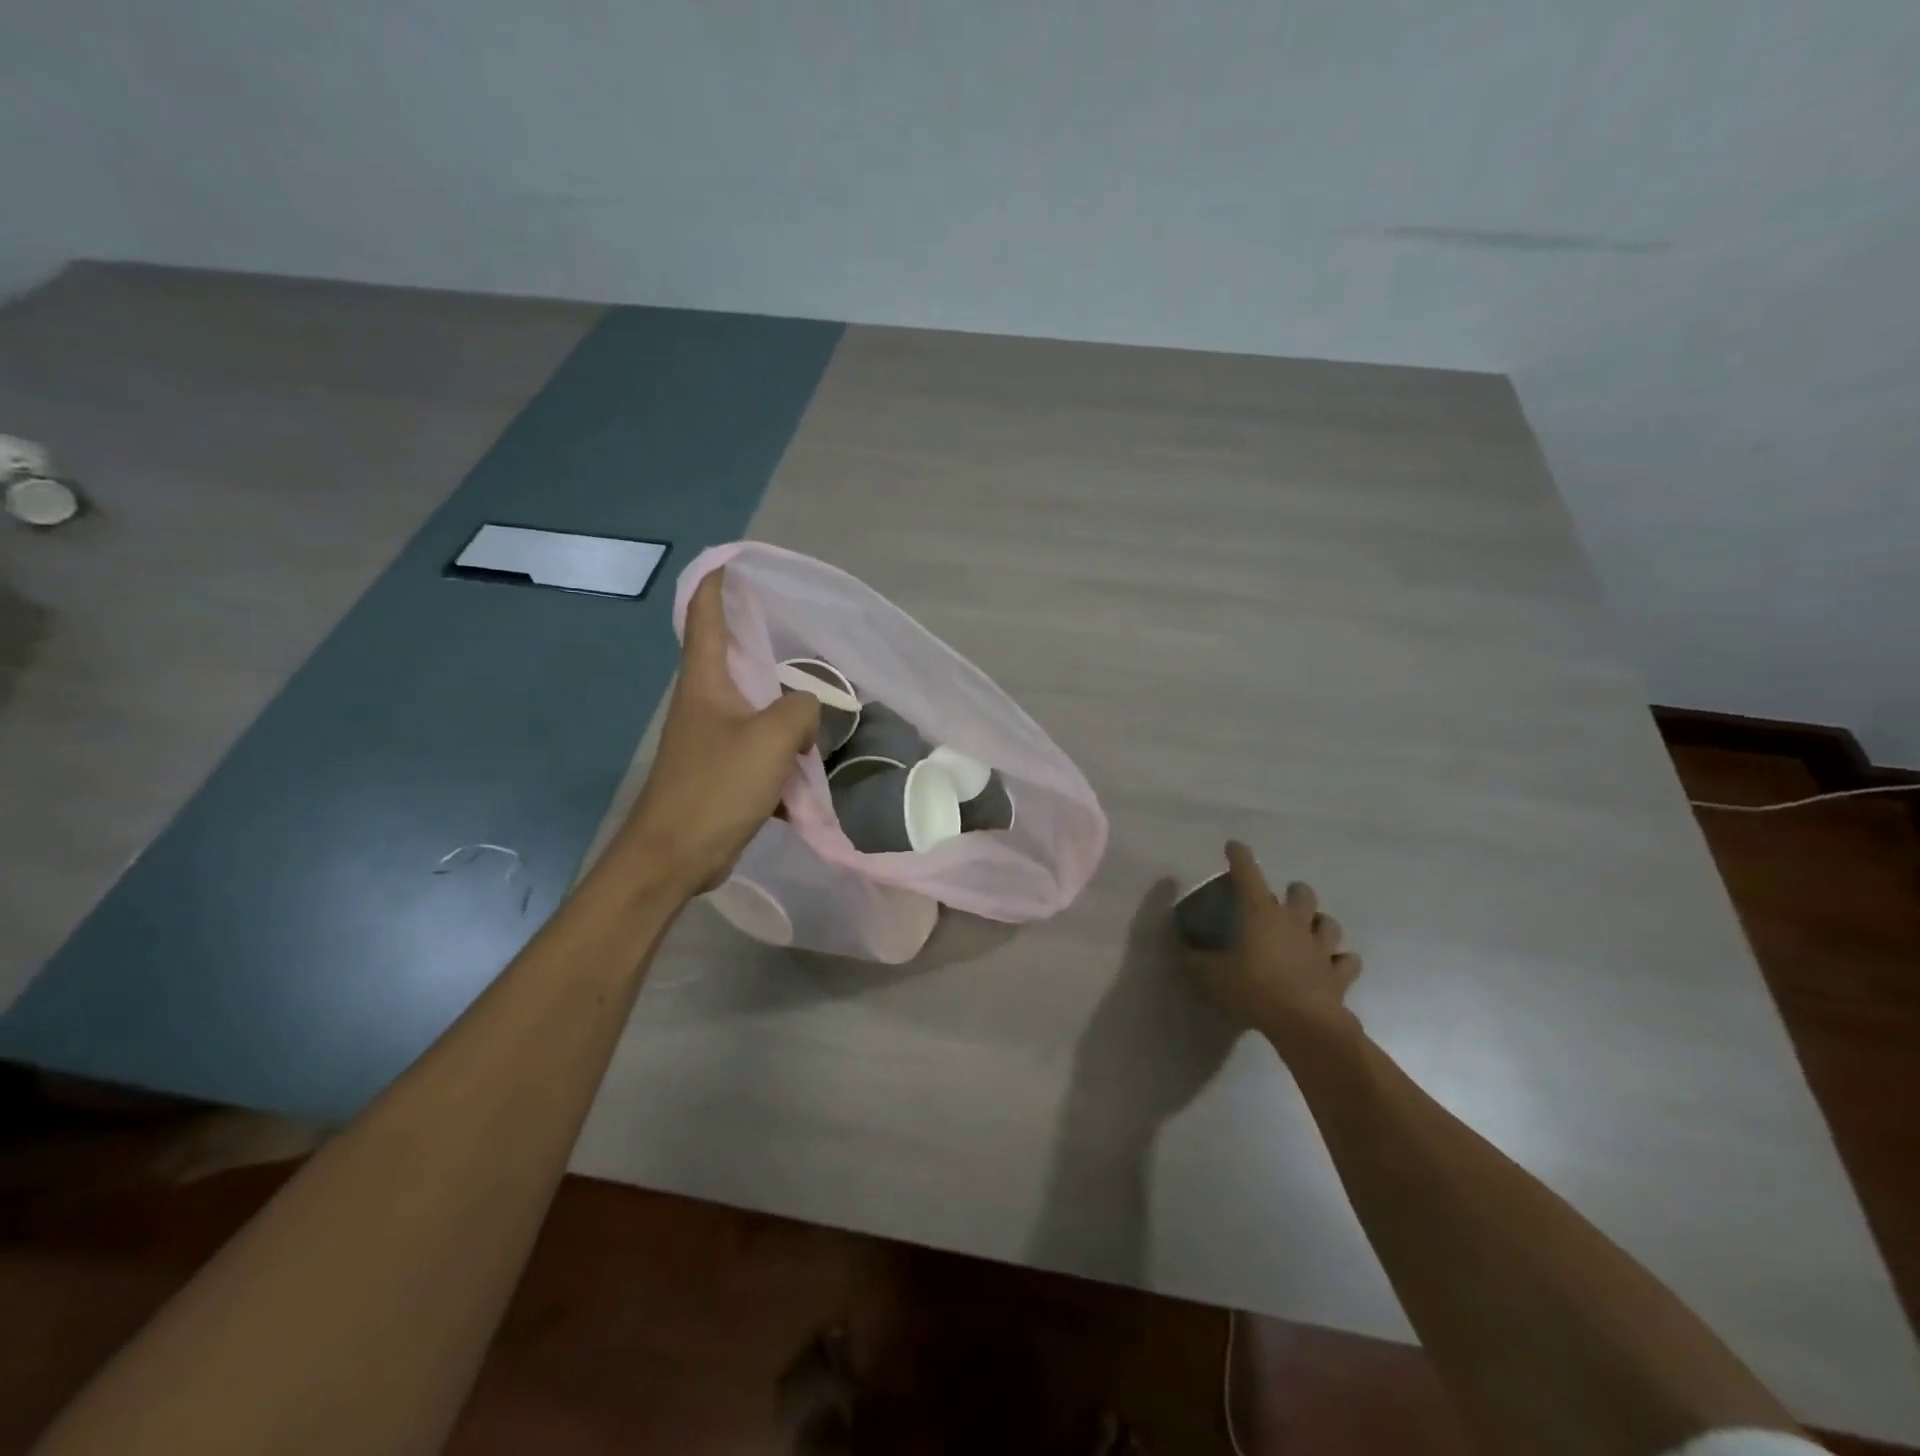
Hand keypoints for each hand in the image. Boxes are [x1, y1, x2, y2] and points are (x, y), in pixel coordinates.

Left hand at [617, 569, 819, 893]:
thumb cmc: (716, 787)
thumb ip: (801, 708)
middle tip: (804, 628)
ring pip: (755, 704)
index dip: (716, 584)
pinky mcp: (723, 769)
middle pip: (735, 657)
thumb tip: (809, 708)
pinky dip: (784, 747)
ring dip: (784, 702)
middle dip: (765, 640)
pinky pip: (760, 744)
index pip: (704, 615)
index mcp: (706, 681)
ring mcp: (712, 737)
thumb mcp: (771, 739)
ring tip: (822, 694)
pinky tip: (810, 758)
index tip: (736, 561)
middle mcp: (705, 701)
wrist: (675, 855)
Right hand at [1182, 841, 1362, 1052]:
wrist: (1303, 1024)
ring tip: (1310, 929)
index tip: (1234, 846)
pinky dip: (1341, 960)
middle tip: (1282, 902)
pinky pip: (1347, 961)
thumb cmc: (1253, 989)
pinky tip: (1333, 964)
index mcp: (1261, 914)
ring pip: (1329, 923)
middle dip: (1294, 892)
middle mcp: (1294, 922)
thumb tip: (1183, 950)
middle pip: (1302, 894)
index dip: (1240, 856)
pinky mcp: (1339, 974)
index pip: (1248, 874)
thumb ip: (1194, 960)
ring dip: (1319, 923)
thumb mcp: (1210, 976)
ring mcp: (1321, 948)